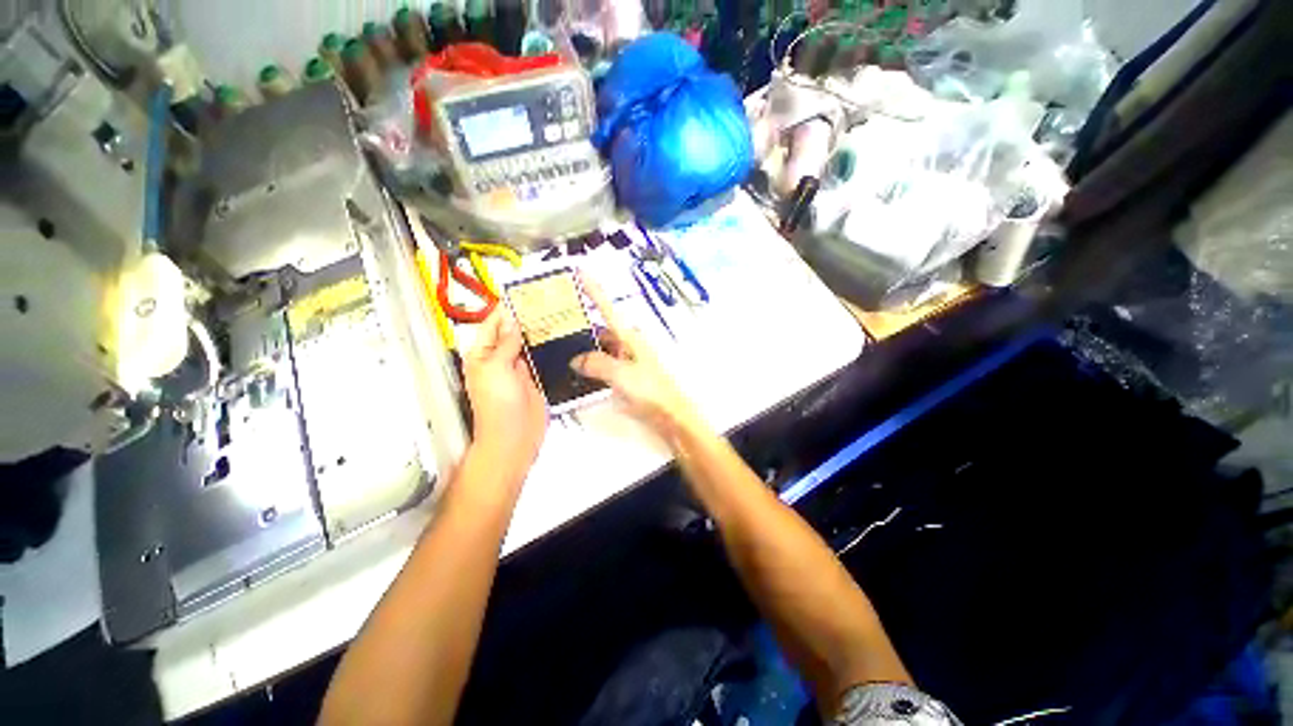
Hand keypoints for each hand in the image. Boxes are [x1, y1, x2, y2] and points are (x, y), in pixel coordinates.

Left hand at [463, 308, 546, 483]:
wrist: (515, 438)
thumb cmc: (497, 408)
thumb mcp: (497, 369)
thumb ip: (506, 344)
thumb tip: (511, 320)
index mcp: (482, 354)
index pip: (493, 323)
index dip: (507, 307)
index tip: (523, 293)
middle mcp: (499, 358)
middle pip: (512, 330)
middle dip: (526, 316)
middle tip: (544, 301)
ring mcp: (518, 368)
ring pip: (528, 342)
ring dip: (538, 330)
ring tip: (554, 313)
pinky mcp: (534, 377)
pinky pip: (540, 356)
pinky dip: (547, 346)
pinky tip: (558, 337)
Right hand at [571, 276, 703, 440]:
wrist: (671, 415)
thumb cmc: (650, 389)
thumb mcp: (621, 374)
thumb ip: (597, 363)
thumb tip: (575, 359)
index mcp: (629, 337)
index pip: (607, 308)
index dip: (594, 290)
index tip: (580, 271)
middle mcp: (627, 345)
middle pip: (601, 330)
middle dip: (581, 327)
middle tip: (554, 326)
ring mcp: (627, 361)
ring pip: (601, 349)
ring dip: (584, 349)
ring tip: (557, 350)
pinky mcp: (626, 377)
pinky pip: (604, 366)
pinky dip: (591, 367)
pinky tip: (576, 374)